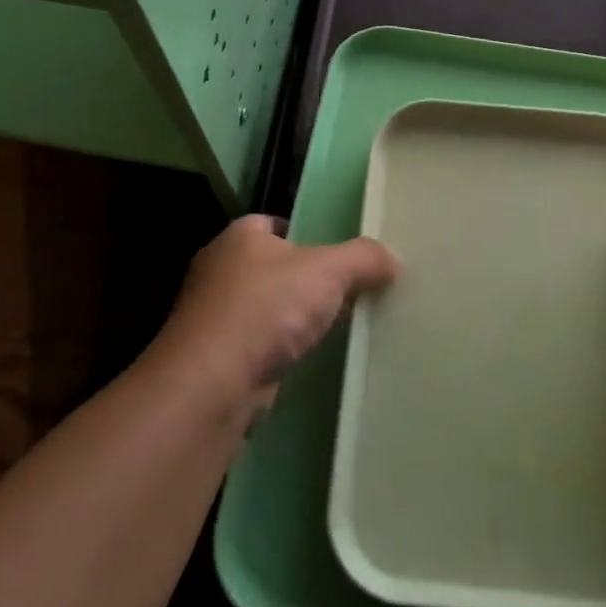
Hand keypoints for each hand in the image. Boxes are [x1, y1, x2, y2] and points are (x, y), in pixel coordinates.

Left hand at [150, 215, 398, 410]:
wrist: (211, 383)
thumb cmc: (266, 308)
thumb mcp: (328, 270)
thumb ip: (364, 258)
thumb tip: (394, 258)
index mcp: (240, 235)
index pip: (276, 223)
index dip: (308, 234)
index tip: (339, 255)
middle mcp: (220, 268)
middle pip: (273, 266)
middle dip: (305, 279)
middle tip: (347, 290)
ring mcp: (213, 314)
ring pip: (265, 306)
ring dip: (292, 316)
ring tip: (333, 325)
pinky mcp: (215, 355)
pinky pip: (258, 342)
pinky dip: (279, 347)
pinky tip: (305, 356)